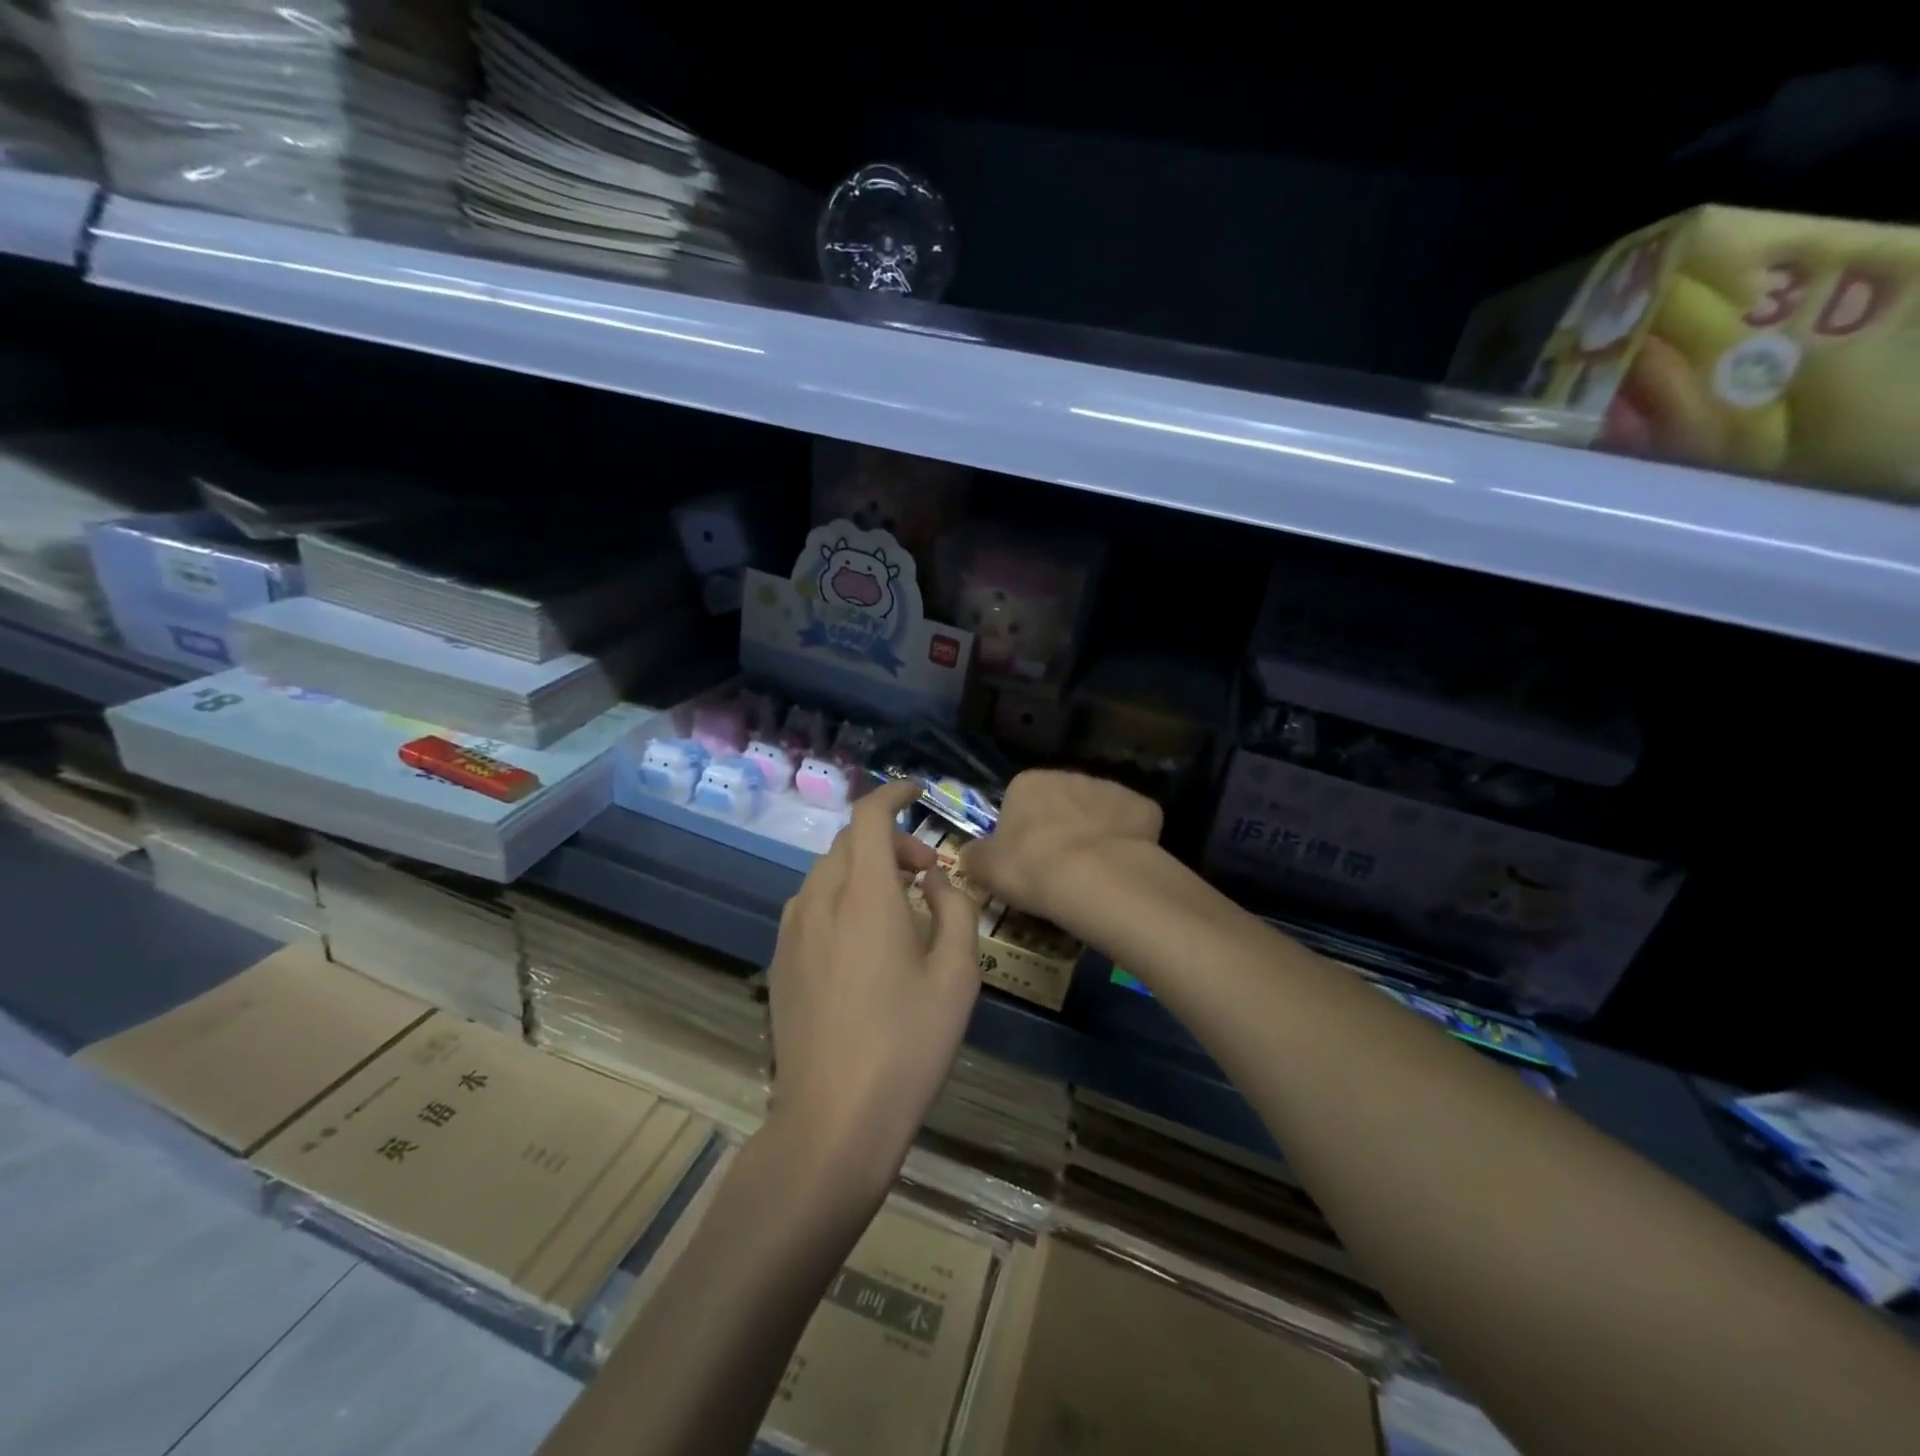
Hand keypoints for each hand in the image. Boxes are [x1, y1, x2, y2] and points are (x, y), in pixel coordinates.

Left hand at [766, 779, 981, 1193]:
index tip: (918, 792)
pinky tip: (863, 941)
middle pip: (849, 842)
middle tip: (927, 875)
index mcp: (864, 895)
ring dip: (864, 870)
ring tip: (899, 909)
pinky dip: (841, 897)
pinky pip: (811, 904)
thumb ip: (954, 908)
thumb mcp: (956, 974)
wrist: (834, 1119)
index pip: (869, 816)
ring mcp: (792, 930)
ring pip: (827, 872)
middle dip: (890, 841)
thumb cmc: (908, 1043)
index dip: (893, 793)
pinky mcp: (780, 960)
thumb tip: (935, 879)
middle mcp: (819, 899)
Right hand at [961, 769, 1163, 935]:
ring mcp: (1110, 788)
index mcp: (1028, 783)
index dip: (1021, 833)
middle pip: (1061, 803)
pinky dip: (1128, 843)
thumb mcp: (984, 868)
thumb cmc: (1030, 867)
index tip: (1025, 862)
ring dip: (1093, 835)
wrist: (1094, 877)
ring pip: (1097, 813)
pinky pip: (1131, 826)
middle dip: (1060, 829)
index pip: (1019, 802)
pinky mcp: (1144, 807)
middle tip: (1056, 870)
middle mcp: (1070, 775)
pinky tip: (1121, 870)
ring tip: (1090, 875)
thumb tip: (971, 855)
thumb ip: (974, 856)